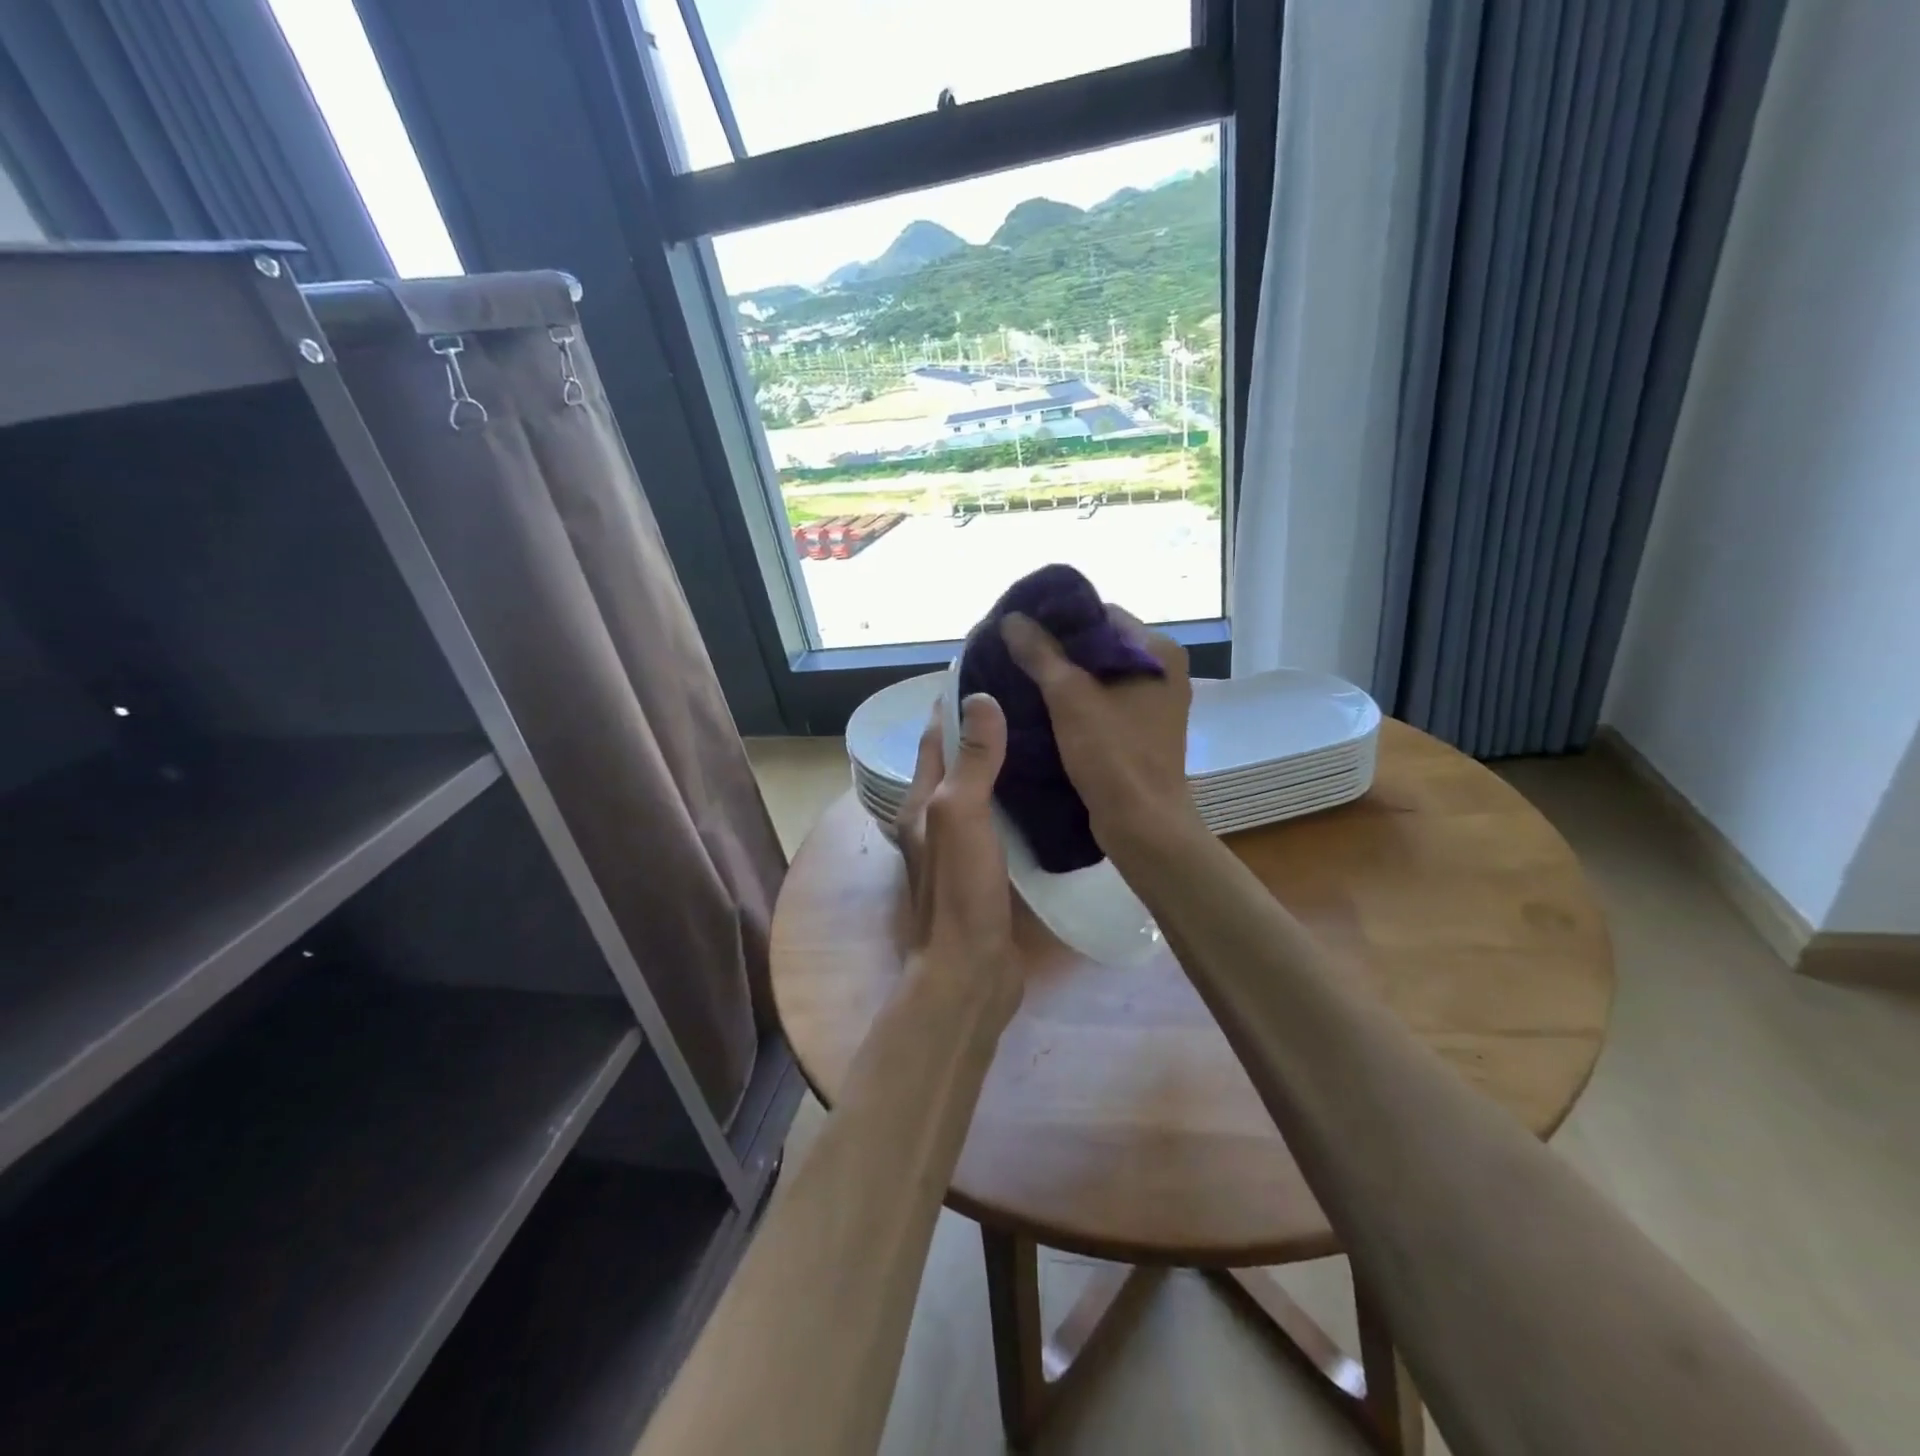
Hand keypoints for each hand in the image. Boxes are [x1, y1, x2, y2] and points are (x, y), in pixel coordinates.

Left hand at [894, 694, 1021, 1023]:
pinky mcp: (989, 869)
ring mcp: (963, 847)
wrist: (971, 972)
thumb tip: (979, 700)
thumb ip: (971, 761)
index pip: (935, 738)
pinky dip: (1019, 800)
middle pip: (958, 762)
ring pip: (983, 791)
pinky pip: (1003, 821)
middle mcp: (937, 820)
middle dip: (983, 728)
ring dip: (1003, 764)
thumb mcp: (961, 815)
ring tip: (1043, 734)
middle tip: (1026, 698)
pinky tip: (1049, 791)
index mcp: (922, 802)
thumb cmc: (960, 891)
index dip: (953, 703)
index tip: (985, 670)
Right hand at [999, 608, 1200, 860]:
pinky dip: (1076, 701)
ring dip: (1064, 677)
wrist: (1143, 825)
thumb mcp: (1070, 698)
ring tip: (1020, 676)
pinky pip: (1103, 702)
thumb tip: (1012, 619)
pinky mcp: (1141, 730)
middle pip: (1099, 645)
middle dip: (1058, 649)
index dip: (1060, 618)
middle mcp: (1162, 670)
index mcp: (1157, 651)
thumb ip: (1041, 654)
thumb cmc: (1113, 755)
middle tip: (1015, 653)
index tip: (1021, 627)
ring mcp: (1154, 702)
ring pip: (1099, 676)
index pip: (1102, 614)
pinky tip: (1041, 706)